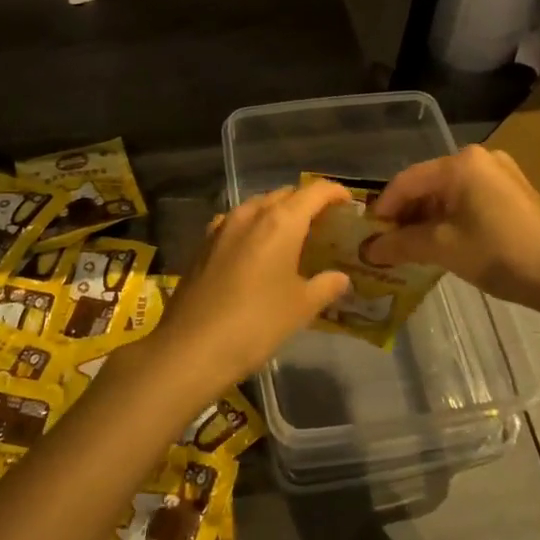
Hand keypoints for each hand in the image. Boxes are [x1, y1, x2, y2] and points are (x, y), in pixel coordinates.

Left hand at [138, 181, 352, 403]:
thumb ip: (325, 286)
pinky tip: (255, 249)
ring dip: (276, 213)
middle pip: (284, 195)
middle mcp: (250, 214)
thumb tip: (340, 278)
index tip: (348, 203)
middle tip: (322, 224)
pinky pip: (235, 223)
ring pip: (257, 206)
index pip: (314, 192)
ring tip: (291, 236)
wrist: (192, 347)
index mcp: (281, 221)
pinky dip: (252, 228)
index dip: (334, 192)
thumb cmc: (257, 323)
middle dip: (305, 203)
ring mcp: (222, 227)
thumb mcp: (301, 307)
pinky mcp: (203, 244)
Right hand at [365, 145, 539, 308]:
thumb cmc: (499, 254)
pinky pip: (467, 200)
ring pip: (447, 193)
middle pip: (427, 184)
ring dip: (425, 219)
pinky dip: (449, 219)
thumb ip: (400, 244)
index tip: (368, 235)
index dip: (383, 208)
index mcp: (461, 163)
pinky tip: (441, 243)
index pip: (406, 181)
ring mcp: (499, 174)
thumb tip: (367, 250)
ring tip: (410, 248)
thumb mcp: (442, 249)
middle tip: (386, 244)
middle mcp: (479, 159)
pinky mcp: (511, 192)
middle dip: (404, 215)